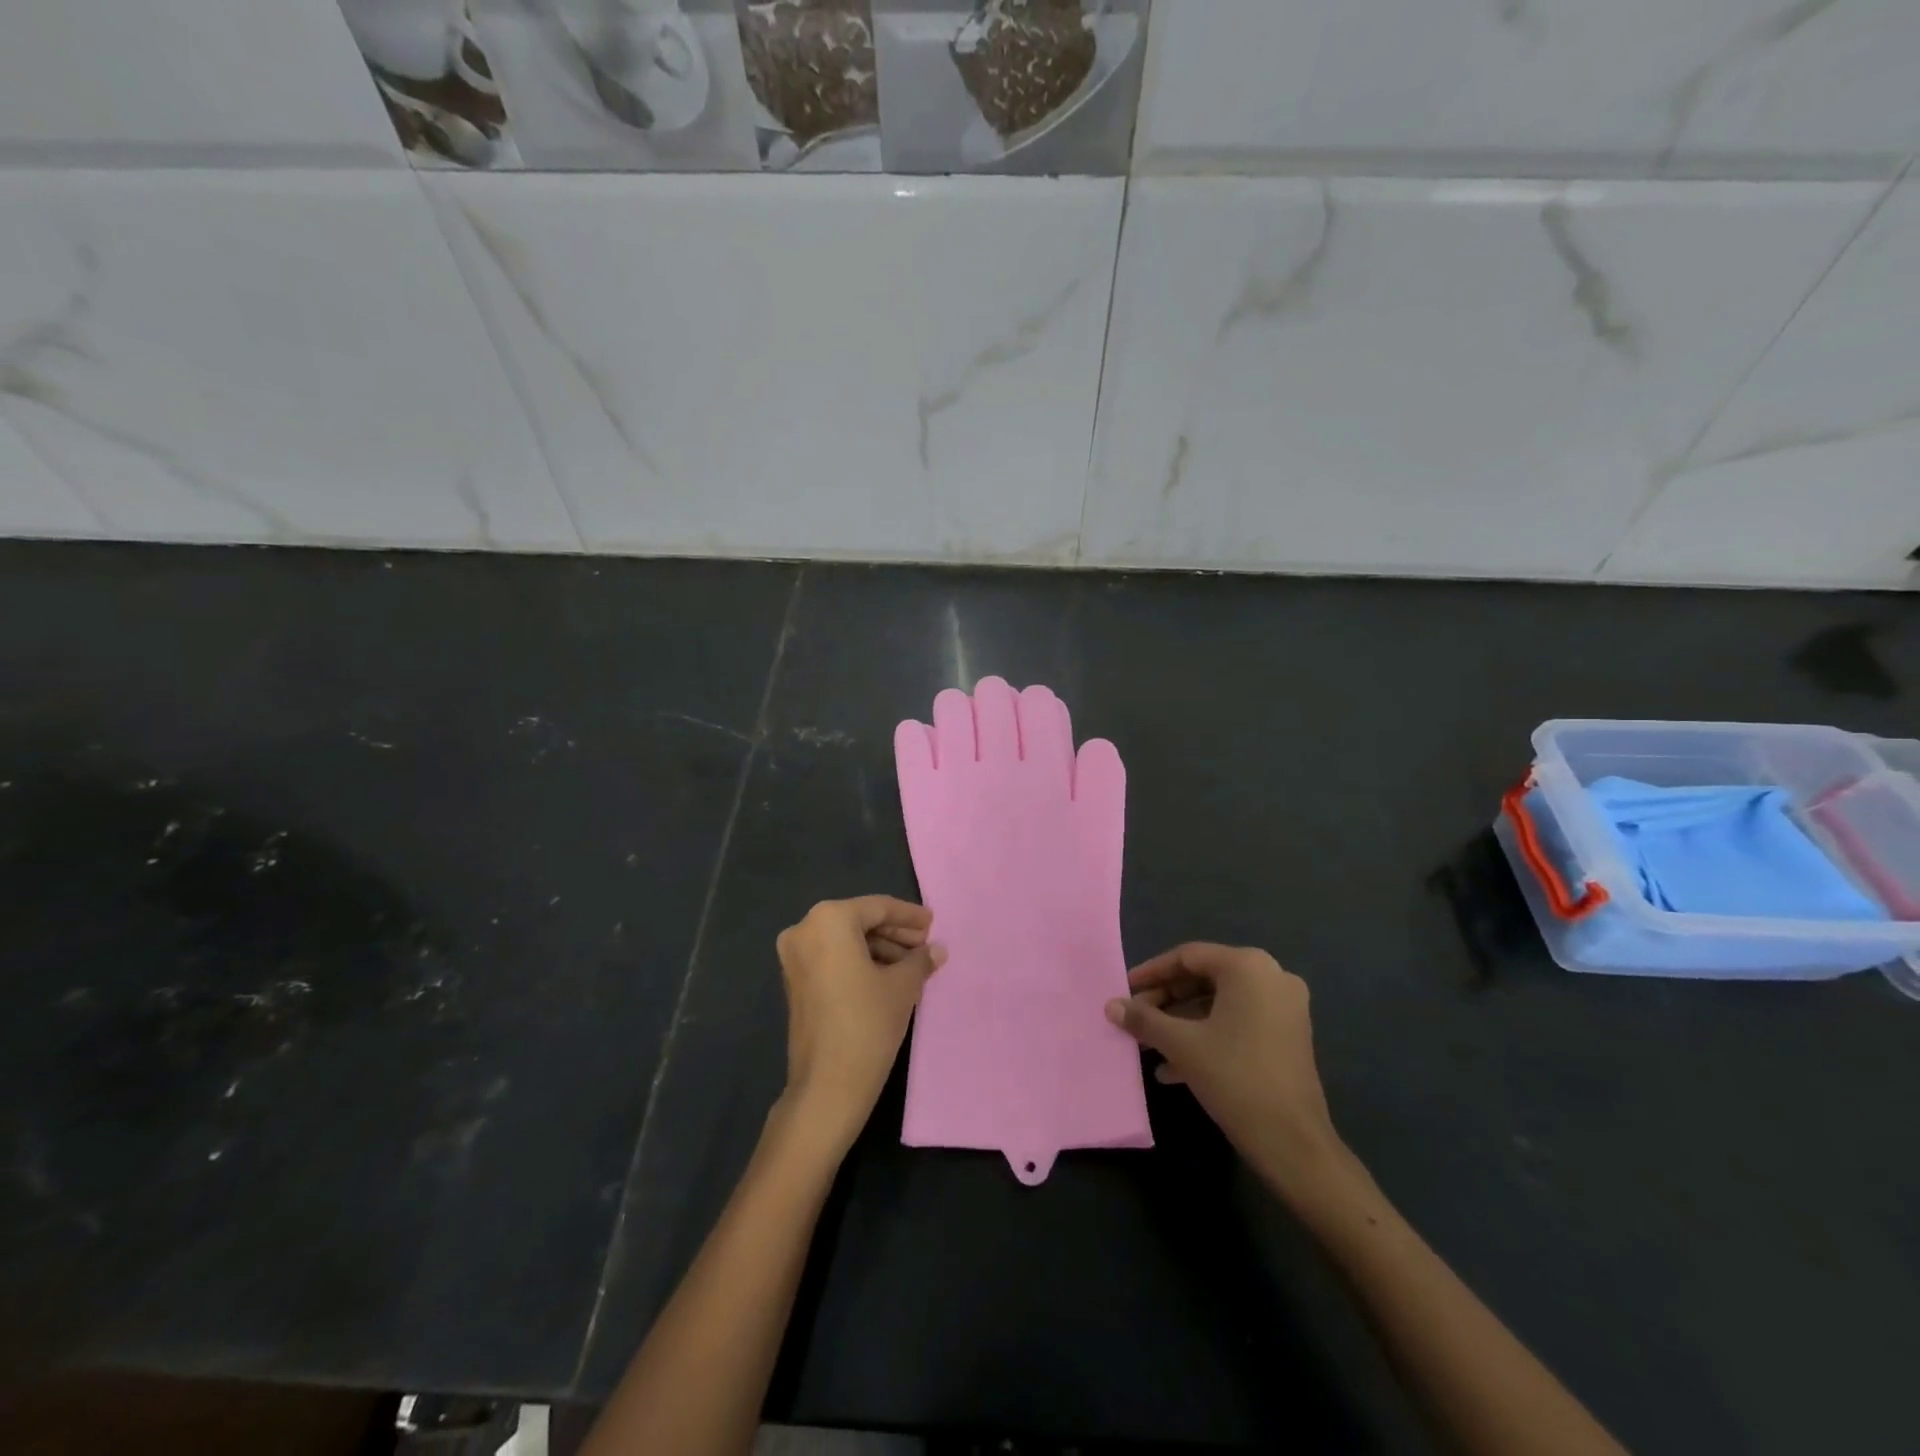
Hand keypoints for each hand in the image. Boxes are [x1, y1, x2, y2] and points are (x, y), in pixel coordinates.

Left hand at [775, 896, 944, 1154]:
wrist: (827, 1085)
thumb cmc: (868, 1022)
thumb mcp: (902, 986)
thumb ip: (920, 959)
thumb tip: (937, 949)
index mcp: (829, 919)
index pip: (878, 908)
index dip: (909, 916)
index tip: (933, 924)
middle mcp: (805, 929)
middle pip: (859, 922)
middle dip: (894, 933)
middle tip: (925, 945)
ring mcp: (794, 957)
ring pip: (846, 941)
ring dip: (880, 949)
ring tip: (913, 965)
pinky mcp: (794, 981)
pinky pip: (833, 959)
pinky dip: (860, 962)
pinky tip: (890, 976)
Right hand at [1105, 943, 1340, 1196]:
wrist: (1294, 1143)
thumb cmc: (1235, 1078)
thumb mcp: (1181, 1045)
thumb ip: (1144, 1019)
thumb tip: (1110, 1005)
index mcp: (1247, 966)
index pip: (1188, 957)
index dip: (1151, 973)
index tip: (1124, 990)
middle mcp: (1271, 977)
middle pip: (1204, 978)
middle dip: (1165, 1001)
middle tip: (1134, 1017)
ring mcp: (1284, 1007)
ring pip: (1219, 1004)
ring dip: (1181, 1022)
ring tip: (1148, 1045)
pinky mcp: (1287, 1036)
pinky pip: (1237, 1023)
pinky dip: (1206, 1037)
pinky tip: (1173, 1068)